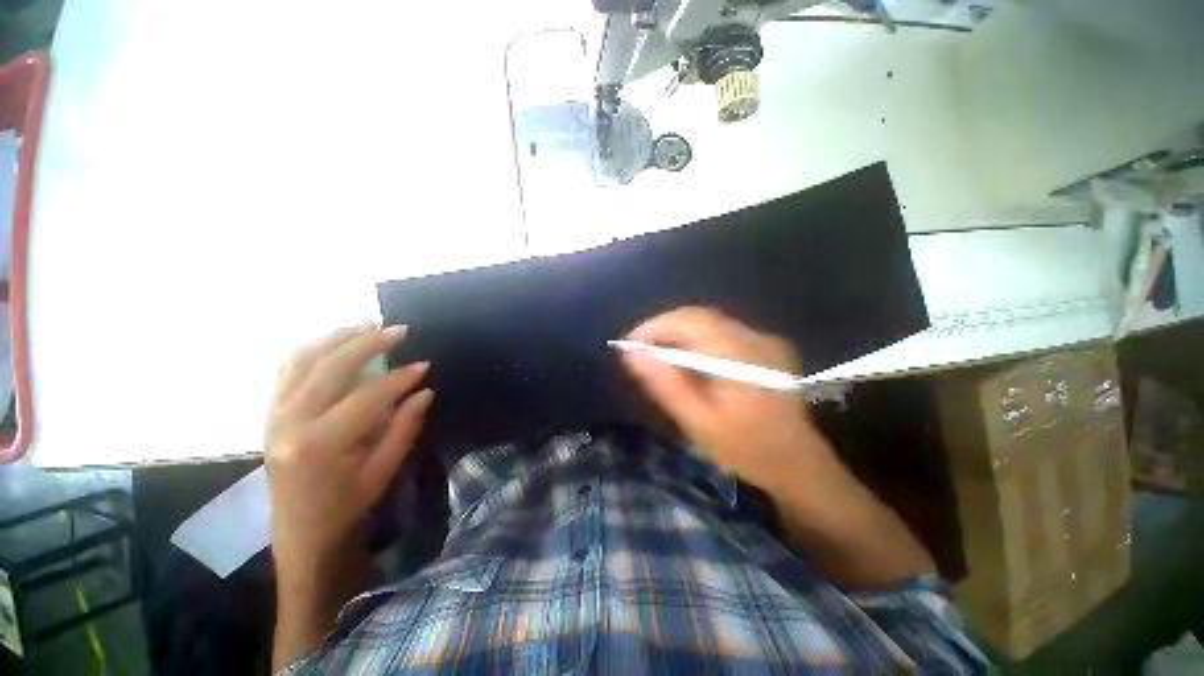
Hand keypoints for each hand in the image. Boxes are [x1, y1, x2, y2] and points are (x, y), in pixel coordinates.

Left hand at [265, 323, 432, 573]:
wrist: (297, 529)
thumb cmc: (345, 504)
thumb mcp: (382, 470)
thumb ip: (404, 427)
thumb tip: (424, 391)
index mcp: (320, 444)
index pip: (366, 396)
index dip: (399, 378)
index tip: (424, 364)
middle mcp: (290, 423)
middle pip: (330, 368)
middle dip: (368, 343)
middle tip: (399, 330)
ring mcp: (274, 415)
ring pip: (302, 360)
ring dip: (337, 337)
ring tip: (368, 325)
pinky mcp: (270, 412)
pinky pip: (287, 369)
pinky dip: (312, 348)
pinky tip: (334, 340)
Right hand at [621, 307, 833, 492]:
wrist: (798, 465)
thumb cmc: (746, 449)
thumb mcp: (699, 422)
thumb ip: (665, 385)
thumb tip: (632, 354)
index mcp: (740, 356)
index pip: (691, 321)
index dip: (656, 326)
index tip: (630, 343)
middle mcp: (755, 338)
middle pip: (700, 317)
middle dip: (665, 328)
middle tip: (641, 350)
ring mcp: (765, 340)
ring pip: (710, 322)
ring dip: (680, 333)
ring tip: (660, 355)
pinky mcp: (768, 346)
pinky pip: (723, 331)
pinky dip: (698, 339)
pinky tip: (690, 360)